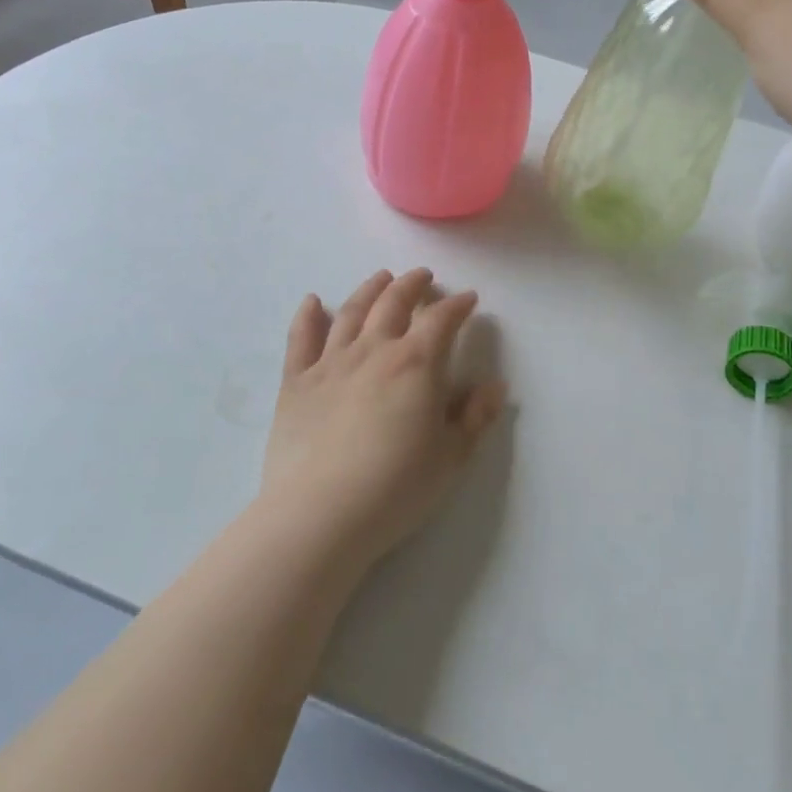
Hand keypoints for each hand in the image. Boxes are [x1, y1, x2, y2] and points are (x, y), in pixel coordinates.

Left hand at [261, 268, 505, 571]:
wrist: (320, 515)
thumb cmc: (395, 488)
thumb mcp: (450, 457)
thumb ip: (474, 417)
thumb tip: (495, 386)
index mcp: (416, 364)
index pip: (442, 320)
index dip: (458, 305)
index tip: (468, 299)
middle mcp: (373, 350)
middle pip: (394, 303)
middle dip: (412, 285)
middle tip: (422, 277)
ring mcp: (330, 363)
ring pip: (351, 312)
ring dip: (369, 290)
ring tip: (381, 278)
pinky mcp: (295, 383)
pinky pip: (301, 338)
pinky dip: (307, 315)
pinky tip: (312, 301)